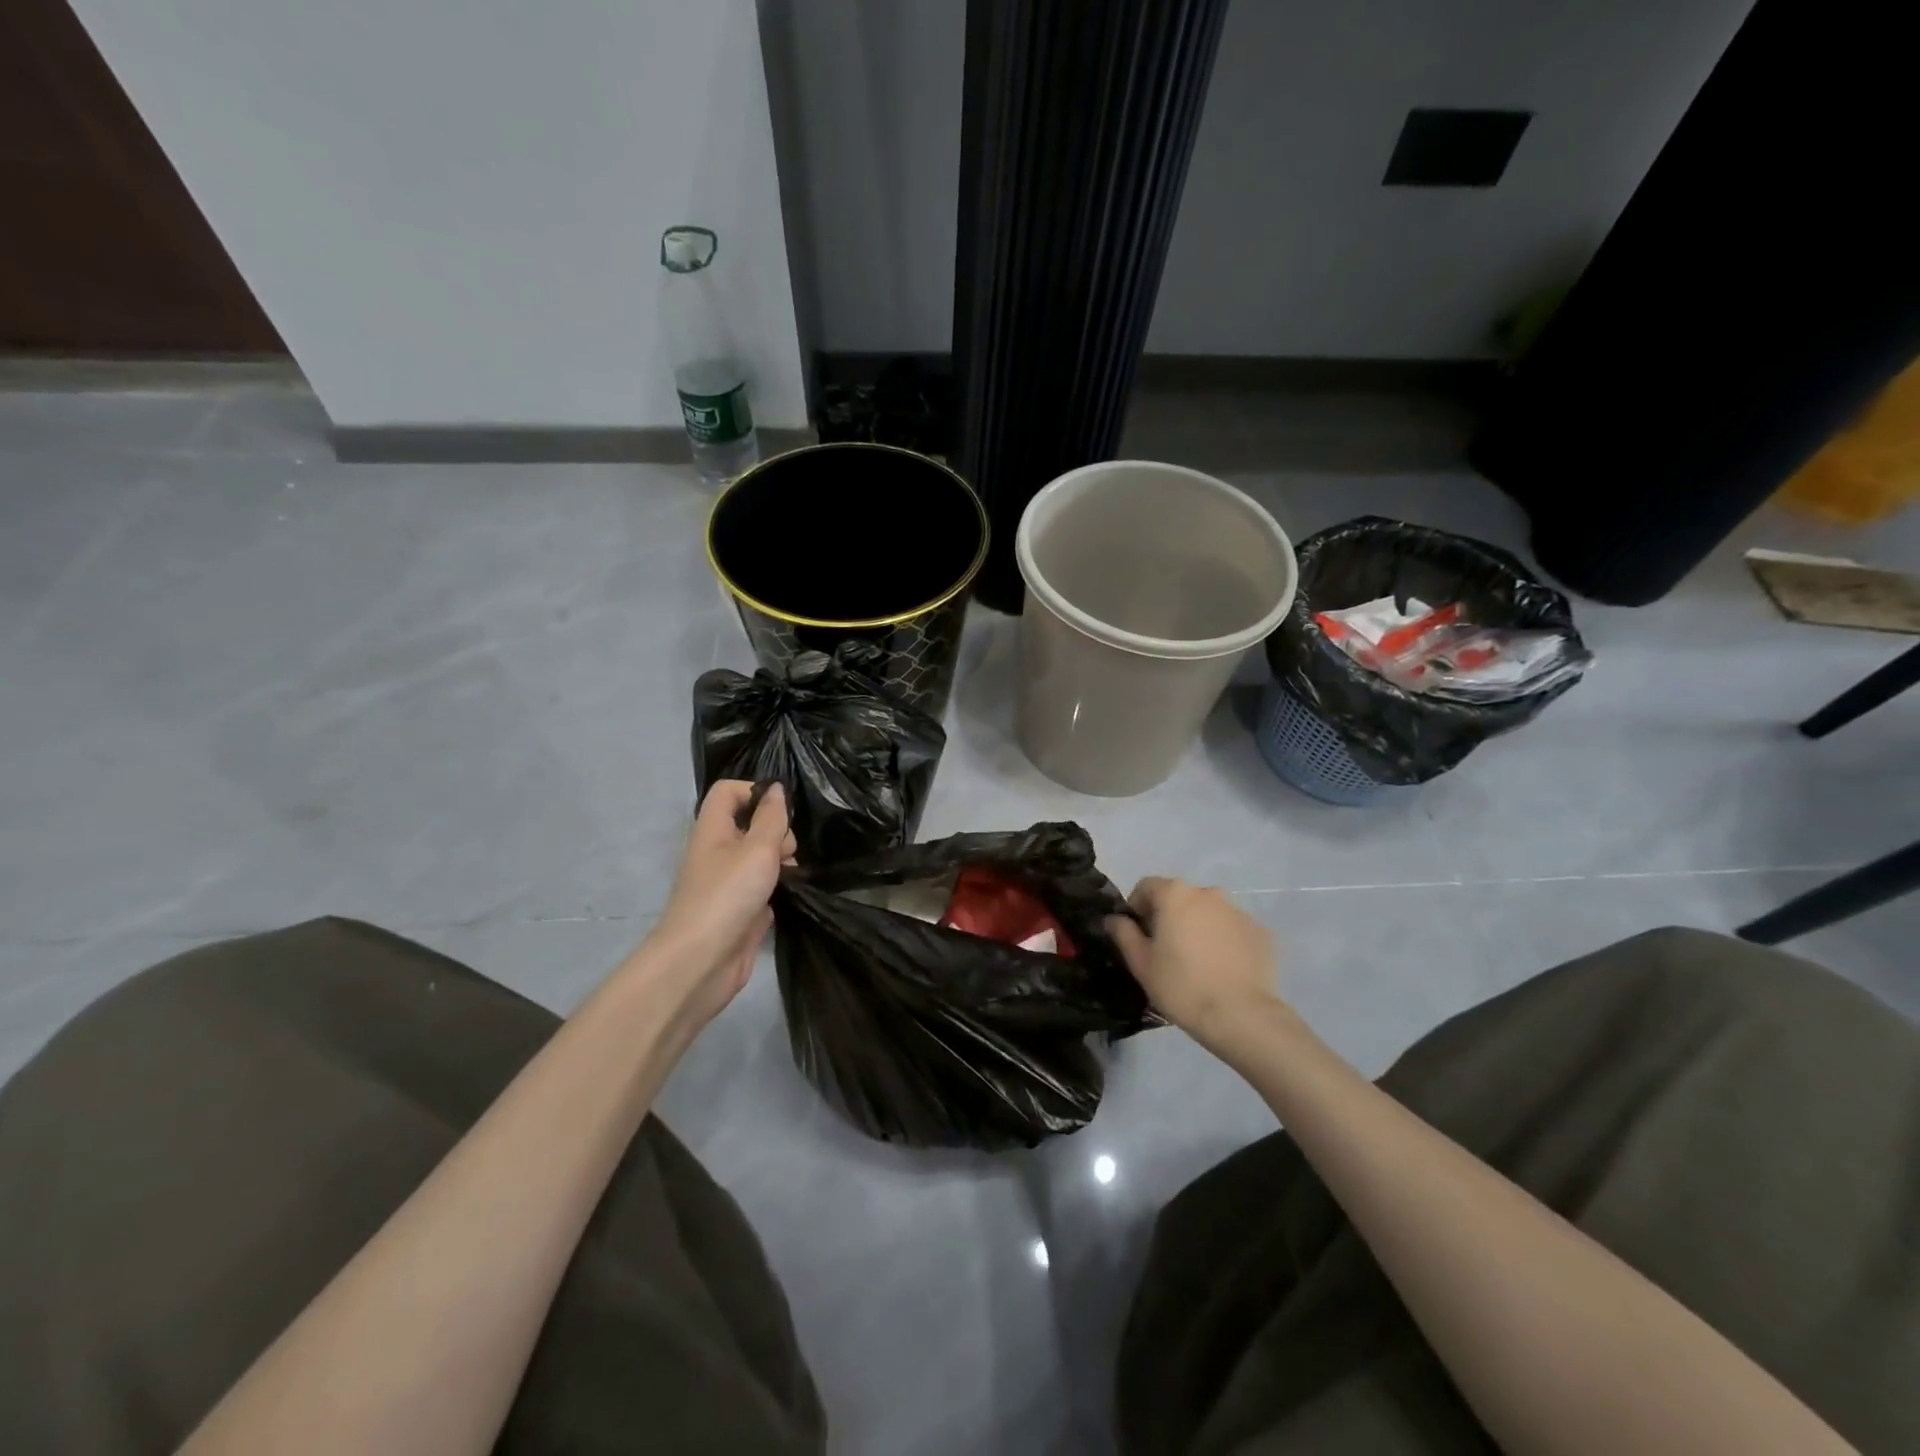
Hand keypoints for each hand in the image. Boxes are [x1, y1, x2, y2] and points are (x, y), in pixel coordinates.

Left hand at [641, 781, 794, 1025]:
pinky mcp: (739, 908)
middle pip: (750, 824)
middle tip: (788, 851)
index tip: (781, 811)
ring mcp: (728, 881)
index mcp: (713, 830)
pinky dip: (778, 887)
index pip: (728, 791)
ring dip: (782, 860)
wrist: (701, 962)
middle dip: (777, 831)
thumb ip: (771, 818)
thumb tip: (777, 788)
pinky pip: (763, 885)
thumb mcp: (757, 849)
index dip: (755, 792)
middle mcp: (718, 851)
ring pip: (760, 856)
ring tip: (793, 874)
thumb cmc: (727, 896)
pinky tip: (791, 895)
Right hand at [1108, 877, 1286, 1049]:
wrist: (1242, 1017)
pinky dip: (1224, 941)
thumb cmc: (1182, 987)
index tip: (1137, 935)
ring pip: (1208, 912)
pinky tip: (1222, 970)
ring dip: (1198, 927)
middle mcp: (1209, 893)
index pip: (1146, 886)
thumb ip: (1123, 933)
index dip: (1136, 907)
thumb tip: (1113, 919)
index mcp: (1176, 894)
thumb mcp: (1141, 963)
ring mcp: (1239, 911)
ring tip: (1196, 962)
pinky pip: (1233, 930)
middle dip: (1168, 916)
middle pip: (1179, 897)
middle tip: (1165, 951)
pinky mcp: (1261, 932)